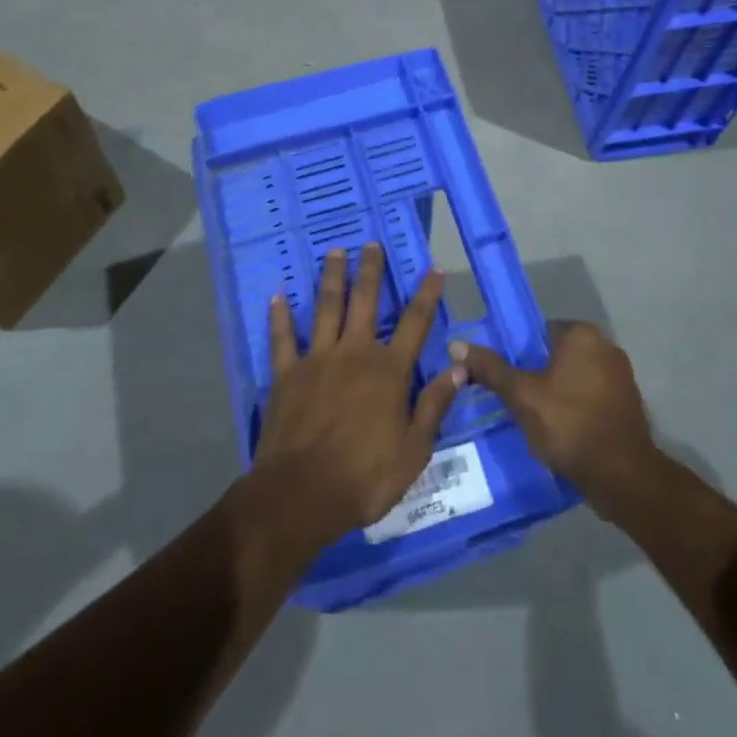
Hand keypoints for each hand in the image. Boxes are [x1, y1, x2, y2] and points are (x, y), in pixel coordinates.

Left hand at [250, 244, 463, 549]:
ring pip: (326, 308)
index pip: (415, 323)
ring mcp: (317, 360)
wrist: (302, 494)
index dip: (427, 295)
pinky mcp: (287, 374)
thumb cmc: (364, 477)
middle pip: (366, 302)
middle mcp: (355, 354)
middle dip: (371, 271)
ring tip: (335, 251)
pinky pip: (283, 339)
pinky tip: (277, 297)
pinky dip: (280, 317)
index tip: (434, 269)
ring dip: (332, 278)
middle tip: (371, 243)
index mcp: (389, 371)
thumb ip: (434, 405)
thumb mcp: (414, 450)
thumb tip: (459, 368)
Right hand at [451, 321, 658, 508]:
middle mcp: (606, 345)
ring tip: (537, 420)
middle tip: (518, 401)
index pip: (539, 332)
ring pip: (576, 377)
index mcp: (581, 334)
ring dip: (559, 393)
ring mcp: (621, 375)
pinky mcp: (629, 403)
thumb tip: (456, 345)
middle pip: (558, 354)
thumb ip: (490, 368)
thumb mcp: (521, 395)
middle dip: (539, 374)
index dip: (520, 355)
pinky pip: (593, 397)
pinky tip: (563, 432)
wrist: (621, 475)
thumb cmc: (568, 424)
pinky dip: (577, 408)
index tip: (508, 379)